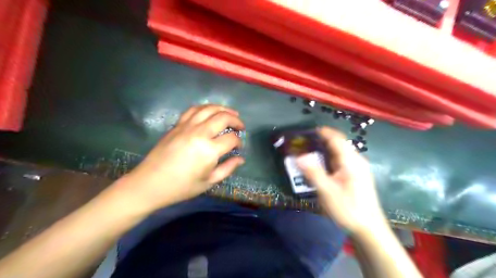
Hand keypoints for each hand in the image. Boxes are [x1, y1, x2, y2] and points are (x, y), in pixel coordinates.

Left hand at [113, 104, 242, 212]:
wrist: (150, 184)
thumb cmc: (181, 187)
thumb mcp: (209, 182)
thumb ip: (228, 168)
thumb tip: (241, 159)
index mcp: (209, 150)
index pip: (231, 138)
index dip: (239, 142)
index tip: (239, 147)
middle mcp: (199, 133)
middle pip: (223, 117)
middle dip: (236, 120)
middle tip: (241, 126)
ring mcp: (187, 127)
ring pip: (209, 109)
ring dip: (223, 109)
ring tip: (230, 112)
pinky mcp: (177, 125)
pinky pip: (193, 110)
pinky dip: (205, 108)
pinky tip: (210, 112)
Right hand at [296, 127, 385, 233]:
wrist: (369, 229)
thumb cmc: (348, 209)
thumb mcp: (328, 192)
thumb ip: (313, 173)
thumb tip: (299, 156)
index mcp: (351, 161)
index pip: (337, 139)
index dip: (323, 132)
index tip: (308, 131)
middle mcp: (356, 161)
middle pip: (338, 144)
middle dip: (322, 141)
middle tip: (304, 143)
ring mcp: (358, 168)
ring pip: (339, 153)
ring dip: (325, 149)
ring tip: (309, 151)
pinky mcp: (356, 175)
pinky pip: (341, 161)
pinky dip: (329, 158)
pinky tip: (321, 165)